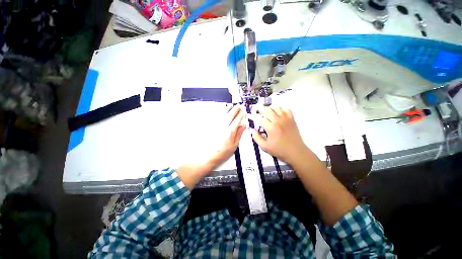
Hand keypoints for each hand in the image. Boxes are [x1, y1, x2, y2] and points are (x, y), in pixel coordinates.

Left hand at [207, 104, 245, 169]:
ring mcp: (216, 127)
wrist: (209, 157)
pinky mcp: (212, 128)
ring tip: (230, 106)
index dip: (241, 115)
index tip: (243, 111)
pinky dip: (220, 113)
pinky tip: (222, 112)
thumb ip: (239, 134)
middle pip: (230, 116)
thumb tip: (243, 127)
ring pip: (223, 115)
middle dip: (235, 110)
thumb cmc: (222, 153)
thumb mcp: (234, 145)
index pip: (237, 120)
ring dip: (227, 109)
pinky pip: (216, 118)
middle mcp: (223, 127)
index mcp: (229, 132)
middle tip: (238, 106)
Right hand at [249, 107, 308, 163]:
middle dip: (261, 110)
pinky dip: (281, 110)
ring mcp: (286, 119)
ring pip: (276, 108)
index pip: (260, 119)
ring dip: (270, 109)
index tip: (251, 118)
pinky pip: (286, 110)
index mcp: (271, 128)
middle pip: (267, 110)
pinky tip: (278, 114)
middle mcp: (278, 121)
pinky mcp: (292, 119)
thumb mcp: (265, 147)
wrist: (296, 152)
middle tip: (258, 112)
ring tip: (267, 112)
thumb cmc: (279, 150)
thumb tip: (253, 131)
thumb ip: (257, 138)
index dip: (254, 118)